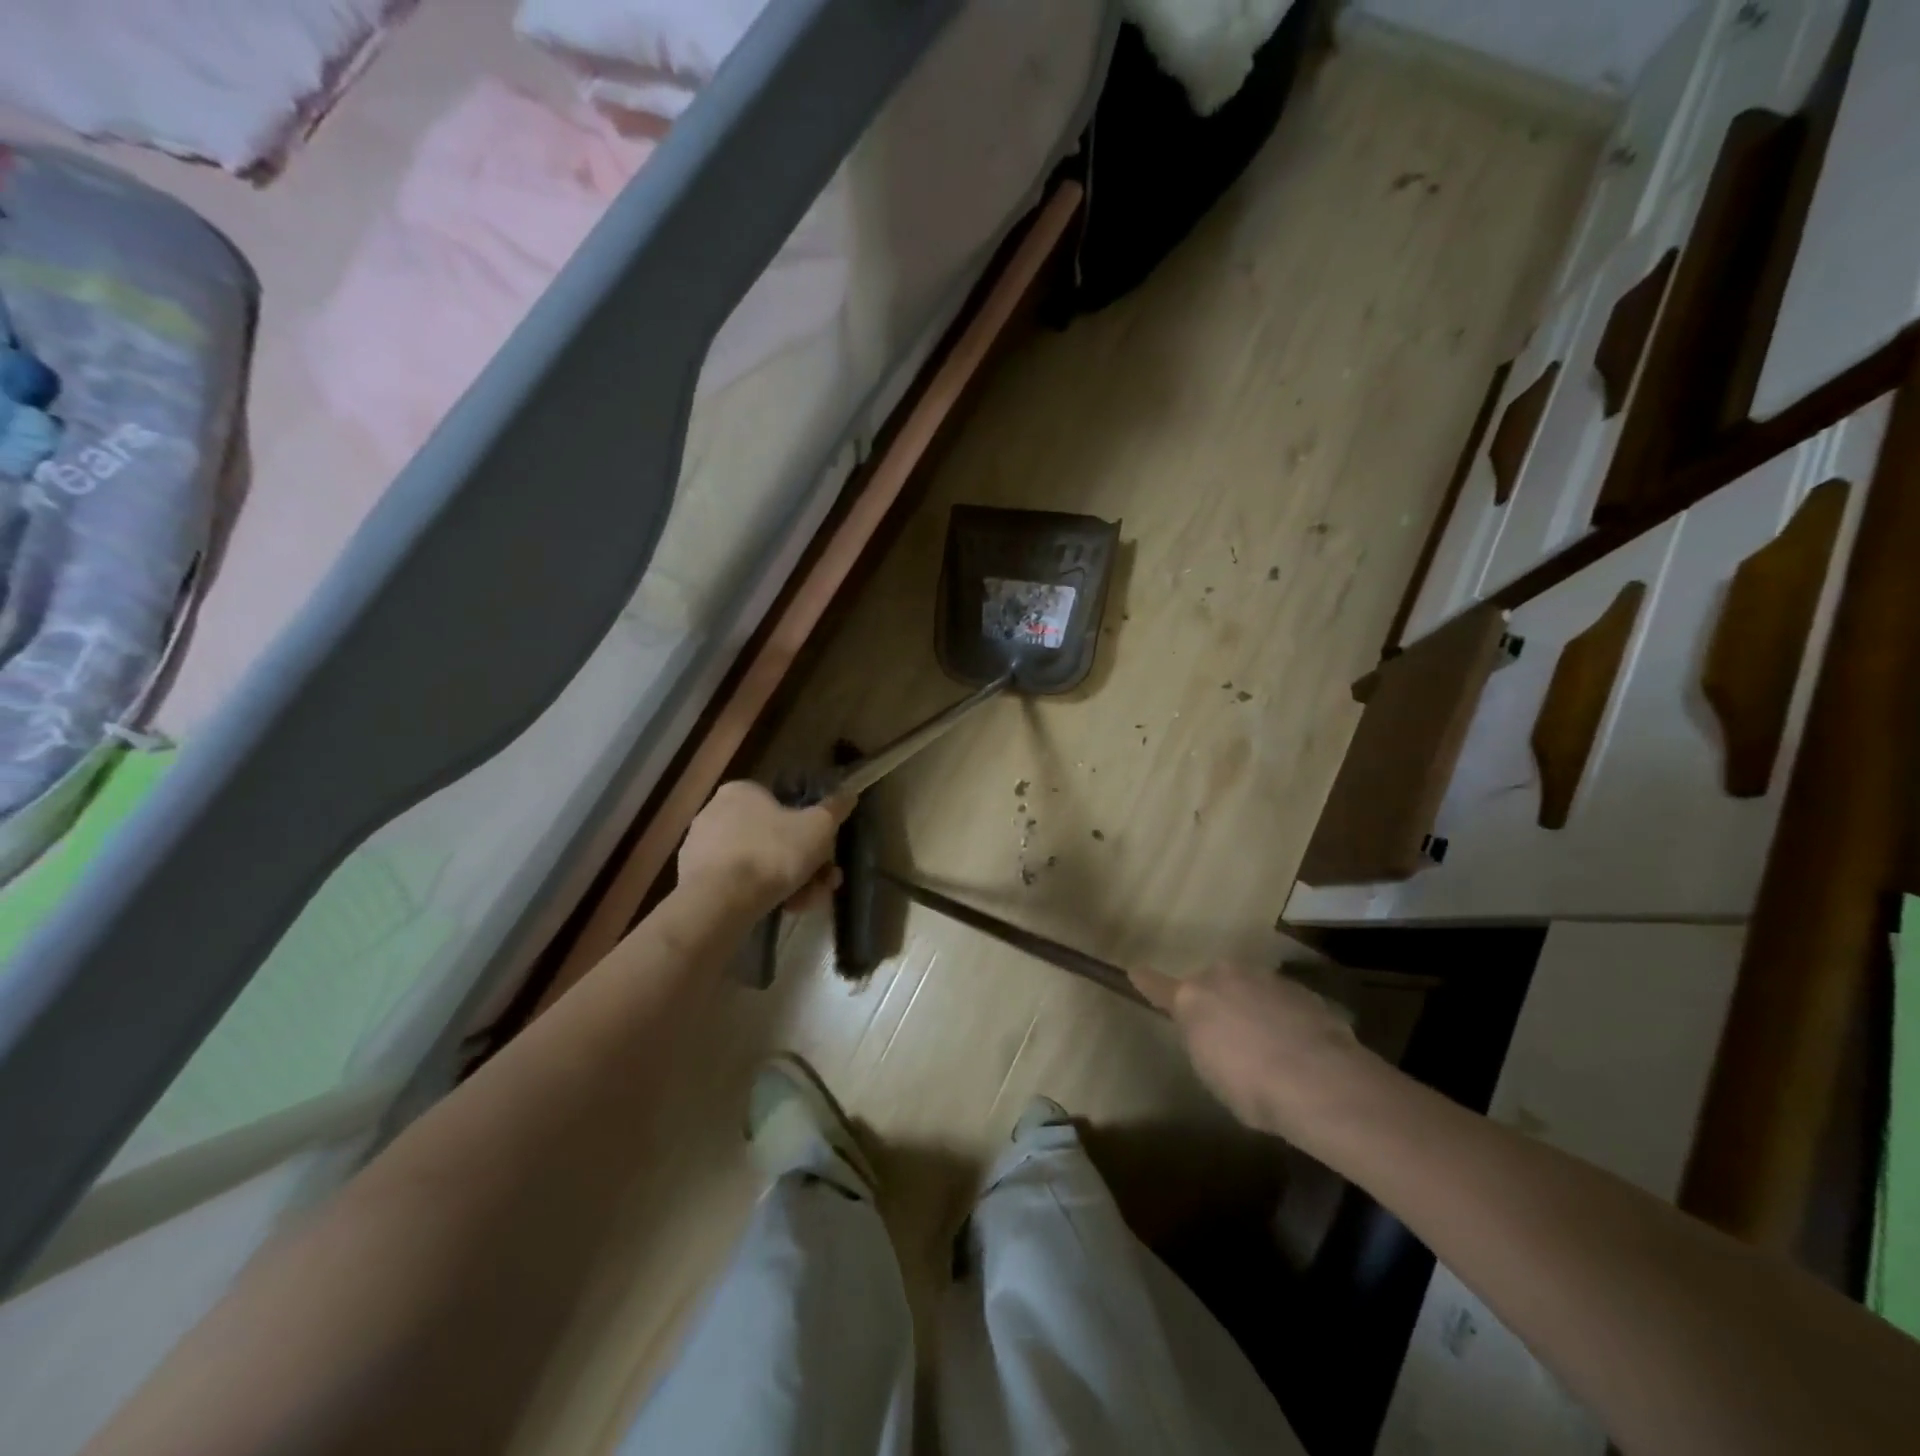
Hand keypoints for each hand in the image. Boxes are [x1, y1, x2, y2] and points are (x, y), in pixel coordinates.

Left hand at [678, 781, 853, 921]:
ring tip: (807, 903)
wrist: (721, 902)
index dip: (810, 830)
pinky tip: (782, 910)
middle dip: (804, 863)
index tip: (826, 853)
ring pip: (760, 863)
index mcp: (741, 791)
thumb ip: (835, 810)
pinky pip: (739, 883)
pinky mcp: (694, 881)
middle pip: (774, 838)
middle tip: (823, 883)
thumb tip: (849, 794)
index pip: (782, 804)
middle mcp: (716, 813)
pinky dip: (762, 894)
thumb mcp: (818, 827)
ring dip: (789, 882)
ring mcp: (702, 848)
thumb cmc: (773, 853)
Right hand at [1131, 962, 1377, 1143]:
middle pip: (1211, 984)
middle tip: (1231, 1037)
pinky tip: (1300, 1049)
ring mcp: (1264, 977)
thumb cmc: (1252, 1088)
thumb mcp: (1212, 1073)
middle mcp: (1223, 976)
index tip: (1135, 972)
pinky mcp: (1300, 988)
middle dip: (1218, 1002)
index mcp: (1192, 998)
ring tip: (1271, 1047)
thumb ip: (1205, 1044)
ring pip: (1249, 988)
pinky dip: (1284, 1016)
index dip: (1146, 982)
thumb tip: (1214, 1038)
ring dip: (1253, 1007)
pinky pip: (1281, 1000)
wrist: (1320, 1082)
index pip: (1158, 986)